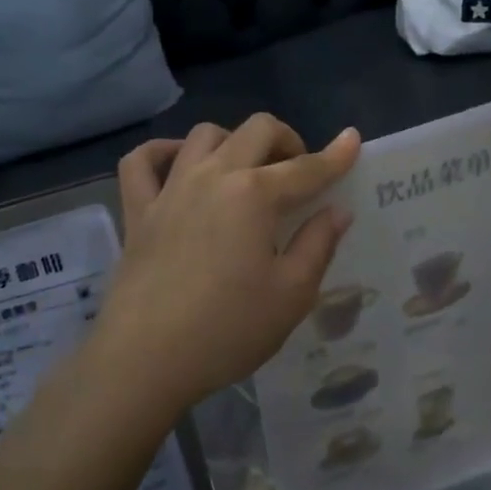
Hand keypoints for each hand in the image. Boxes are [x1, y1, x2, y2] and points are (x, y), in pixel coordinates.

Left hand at [91, 115, 360, 416]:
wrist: (145, 359)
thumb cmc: (227, 330)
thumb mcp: (291, 294)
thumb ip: (318, 244)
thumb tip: (337, 210)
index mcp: (255, 194)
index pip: (306, 168)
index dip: (335, 156)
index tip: (352, 140)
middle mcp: (213, 176)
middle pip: (256, 130)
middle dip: (287, 139)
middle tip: (298, 170)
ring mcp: (171, 189)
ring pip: (204, 134)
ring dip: (234, 140)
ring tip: (246, 170)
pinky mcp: (138, 210)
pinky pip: (142, 161)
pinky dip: (163, 152)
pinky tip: (180, 165)